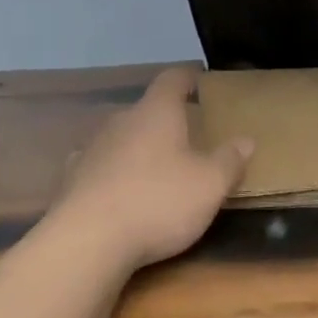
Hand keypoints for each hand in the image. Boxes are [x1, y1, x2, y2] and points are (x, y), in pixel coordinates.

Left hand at [50, 66, 252, 270]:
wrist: (88, 240)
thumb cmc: (158, 202)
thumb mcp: (209, 185)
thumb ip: (229, 161)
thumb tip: (245, 140)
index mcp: (156, 113)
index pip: (172, 80)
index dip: (187, 77)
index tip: (199, 79)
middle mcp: (120, 121)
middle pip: (146, 111)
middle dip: (166, 121)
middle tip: (187, 136)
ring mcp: (92, 149)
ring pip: (121, 138)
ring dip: (139, 148)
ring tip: (156, 168)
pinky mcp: (72, 179)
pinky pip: (100, 166)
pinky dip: (113, 172)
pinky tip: (119, 189)